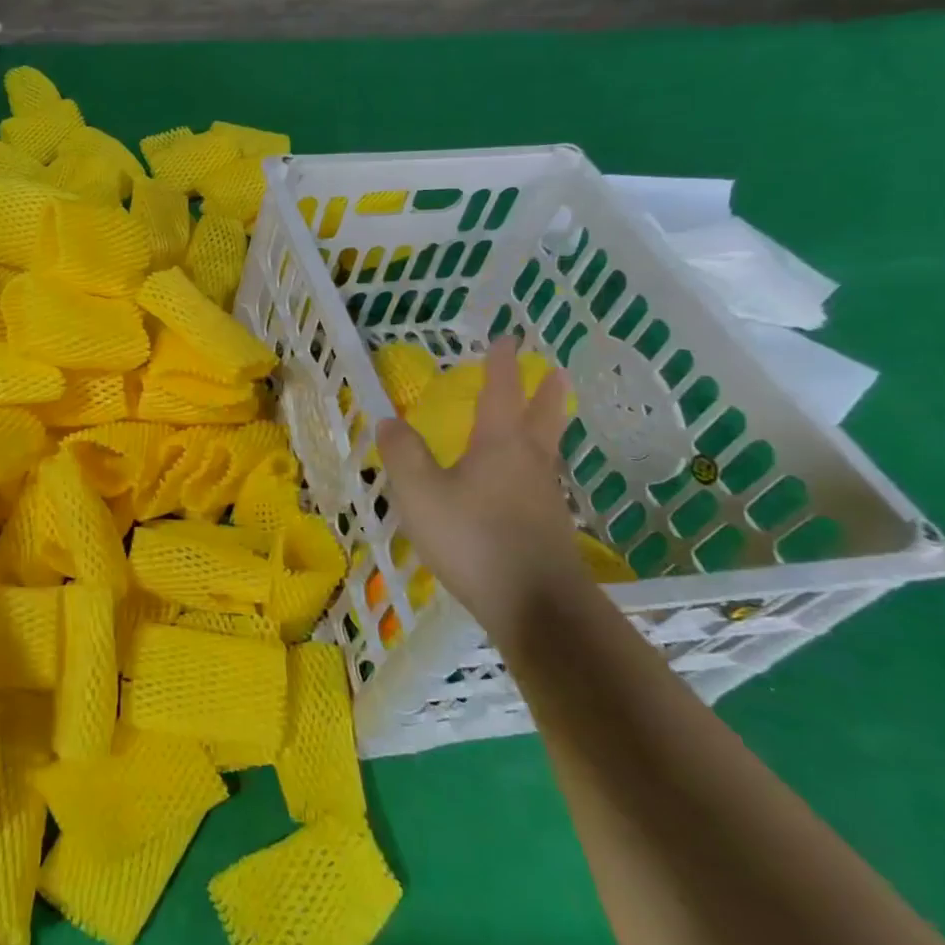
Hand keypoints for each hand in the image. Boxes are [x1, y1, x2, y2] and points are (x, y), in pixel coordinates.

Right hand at [375, 334, 589, 640]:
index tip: (507, 339)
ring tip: (543, 418)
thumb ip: (403, 454)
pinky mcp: (549, 527)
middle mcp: (529, 462)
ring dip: (547, 426)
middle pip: (542, 417)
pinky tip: (525, 481)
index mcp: (499, 445)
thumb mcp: (420, 493)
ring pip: (547, 449)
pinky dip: (536, 464)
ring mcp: (544, 496)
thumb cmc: (473, 538)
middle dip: (544, 392)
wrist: (535, 605)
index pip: (500, 393)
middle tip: (554, 371)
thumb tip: (390, 419)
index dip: (501, 365)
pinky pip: (542, 479)